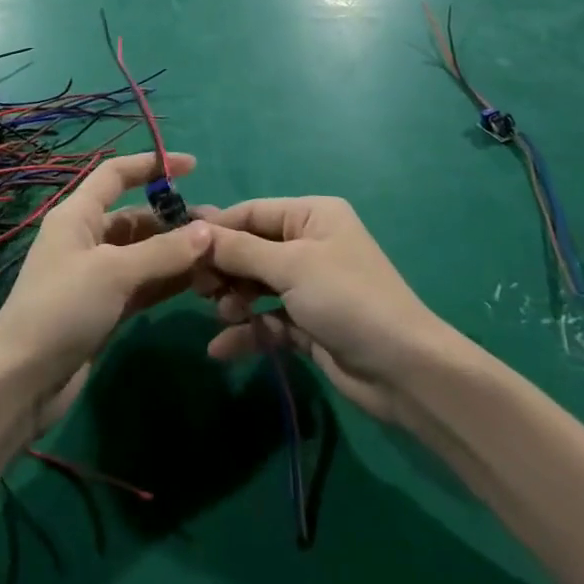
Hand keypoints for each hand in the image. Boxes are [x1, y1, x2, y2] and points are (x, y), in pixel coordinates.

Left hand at [0, 153, 211, 430]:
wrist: (22, 382)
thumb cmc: (62, 309)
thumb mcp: (114, 272)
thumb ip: (163, 251)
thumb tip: (207, 231)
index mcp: (77, 215)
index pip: (116, 175)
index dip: (152, 165)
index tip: (192, 166)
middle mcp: (86, 238)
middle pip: (136, 216)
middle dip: (174, 219)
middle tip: (219, 228)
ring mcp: (95, 275)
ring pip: (143, 253)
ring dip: (176, 252)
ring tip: (218, 254)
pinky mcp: (104, 308)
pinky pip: (143, 283)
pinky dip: (167, 280)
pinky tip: (199, 281)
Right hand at [200, 198, 452, 419]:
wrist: (404, 371)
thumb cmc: (347, 299)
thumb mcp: (291, 267)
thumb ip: (240, 250)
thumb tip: (195, 230)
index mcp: (312, 216)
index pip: (252, 212)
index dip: (216, 228)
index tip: (179, 246)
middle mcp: (309, 244)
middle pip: (250, 249)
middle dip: (224, 269)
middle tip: (198, 289)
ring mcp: (309, 285)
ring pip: (256, 285)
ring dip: (234, 300)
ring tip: (221, 316)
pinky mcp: (308, 323)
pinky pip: (267, 319)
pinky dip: (248, 331)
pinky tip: (221, 348)